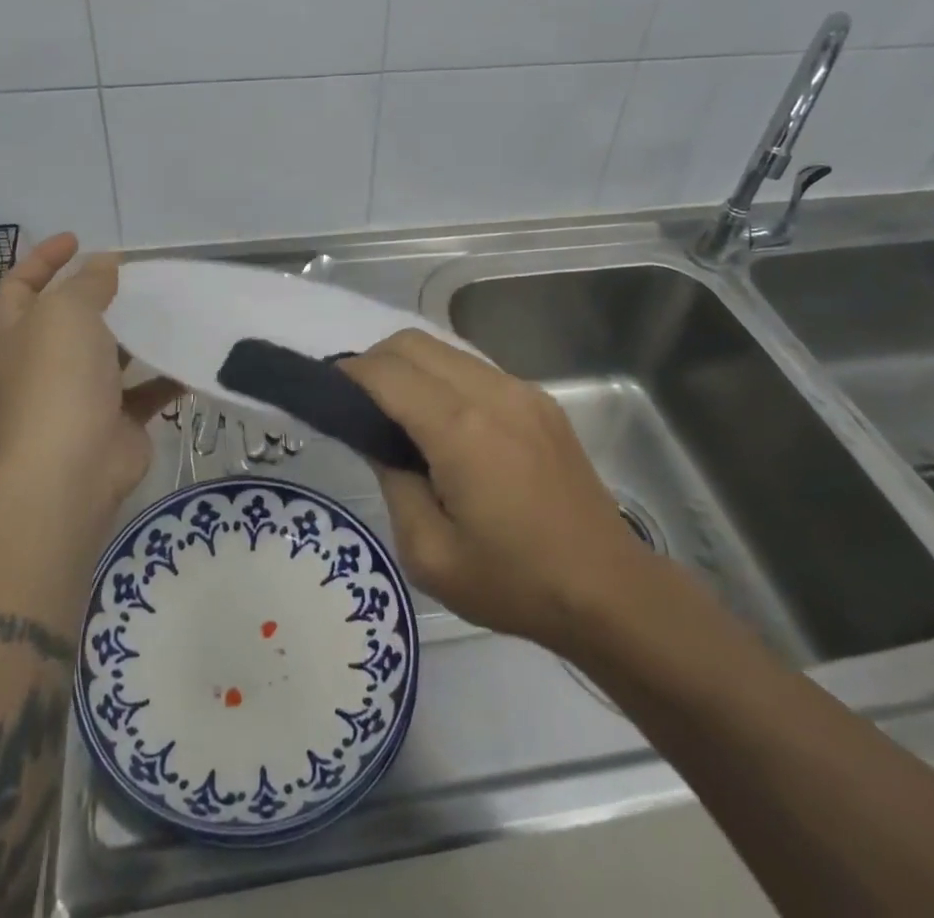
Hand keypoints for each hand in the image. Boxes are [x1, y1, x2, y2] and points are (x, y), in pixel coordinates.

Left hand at [0, 233, 179, 523]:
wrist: (70, 469)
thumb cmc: (57, 378)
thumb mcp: (68, 311)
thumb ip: (88, 282)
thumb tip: (103, 264)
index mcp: (15, 333)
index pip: (21, 284)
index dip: (44, 258)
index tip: (78, 238)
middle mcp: (41, 362)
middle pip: (68, 318)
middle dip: (99, 294)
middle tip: (137, 273)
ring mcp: (77, 395)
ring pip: (109, 355)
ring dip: (136, 333)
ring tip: (171, 306)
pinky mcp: (114, 422)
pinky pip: (143, 391)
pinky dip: (166, 375)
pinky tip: (191, 355)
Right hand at [340, 329, 654, 653]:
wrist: (608, 591)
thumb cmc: (513, 582)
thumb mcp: (429, 554)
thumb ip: (393, 482)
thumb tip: (378, 439)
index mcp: (461, 431)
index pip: (387, 374)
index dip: (348, 374)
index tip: (325, 390)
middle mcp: (492, 393)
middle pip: (413, 343)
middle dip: (374, 361)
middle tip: (356, 403)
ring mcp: (521, 391)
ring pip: (445, 348)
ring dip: (409, 366)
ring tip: (395, 410)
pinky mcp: (540, 400)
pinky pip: (474, 368)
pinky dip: (442, 377)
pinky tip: (442, 421)